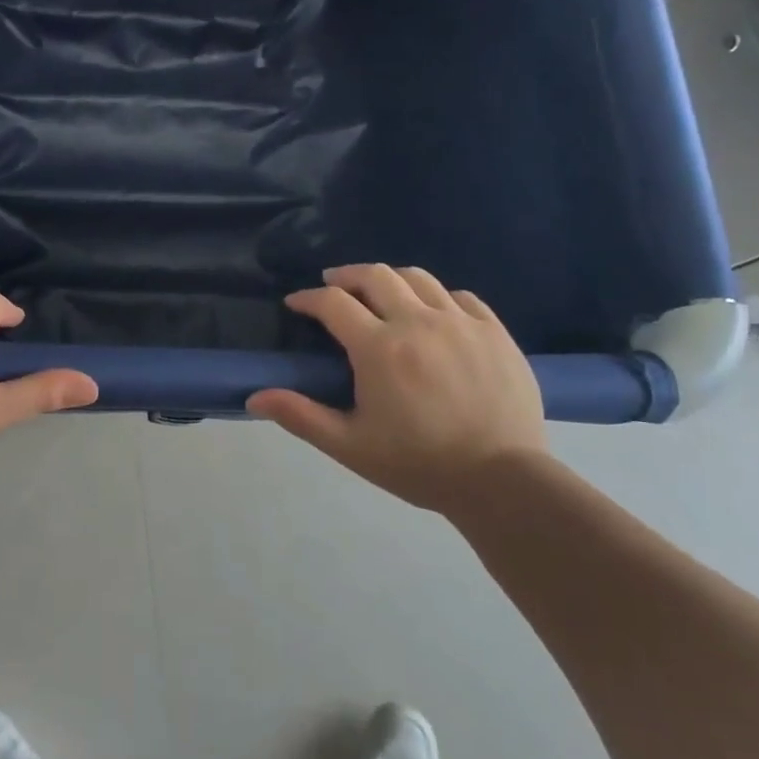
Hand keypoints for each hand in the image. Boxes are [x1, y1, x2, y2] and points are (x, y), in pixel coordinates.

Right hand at [247, 264, 545, 510]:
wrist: (503, 482)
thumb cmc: (419, 465)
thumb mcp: (350, 446)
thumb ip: (301, 416)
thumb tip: (254, 397)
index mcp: (379, 348)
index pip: (332, 303)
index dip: (308, 298)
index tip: (296, 303)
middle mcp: (418, 322)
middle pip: (375, 275)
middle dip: (346, 276)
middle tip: (333, 287)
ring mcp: (461, 323)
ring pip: (418, 278)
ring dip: (390, 279)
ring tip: (380, 293)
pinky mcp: (494, 332)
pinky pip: (461, 297)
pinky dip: (437, 297)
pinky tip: (433, 313)